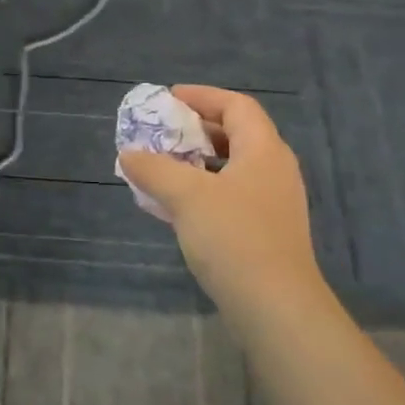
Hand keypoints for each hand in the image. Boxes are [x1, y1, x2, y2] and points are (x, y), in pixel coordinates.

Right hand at [119, 85, 323, 320]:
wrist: (276, 307)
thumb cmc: (234, 238)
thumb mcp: (186, 196)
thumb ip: (155, 168)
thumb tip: (129, 154)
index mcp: (264, 150)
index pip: (237, 106)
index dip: (203, 96)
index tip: (169, 99)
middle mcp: (275, 170)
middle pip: (237, 134)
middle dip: (197, 129)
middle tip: (163, 132)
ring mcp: (274, 203)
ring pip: (233, 167)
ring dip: (198, 162)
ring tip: (164, 166)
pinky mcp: (268, 231)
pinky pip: (233, 195)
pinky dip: (205, 189)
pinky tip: (179, 206)